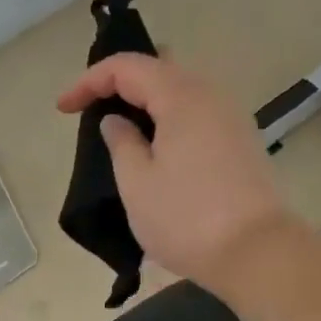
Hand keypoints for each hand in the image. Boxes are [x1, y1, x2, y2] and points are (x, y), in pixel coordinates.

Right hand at [57, 54, 300, 295]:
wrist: (256, 253)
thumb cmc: (186, 218)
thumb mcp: (137, 182)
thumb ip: (121, 143)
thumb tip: (115, 121)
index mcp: (181, 97)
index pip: (127, 67)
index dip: (89, 81)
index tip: (63, 109)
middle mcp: (211, 96)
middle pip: (159, 69)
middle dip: (120, 82)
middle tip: (92, 108)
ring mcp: (231, 119)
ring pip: (181, 91)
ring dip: (147, 101)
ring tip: (120, 128)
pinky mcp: (240, 143)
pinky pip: (197, 113)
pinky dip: (169, 118)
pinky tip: (154, 145)